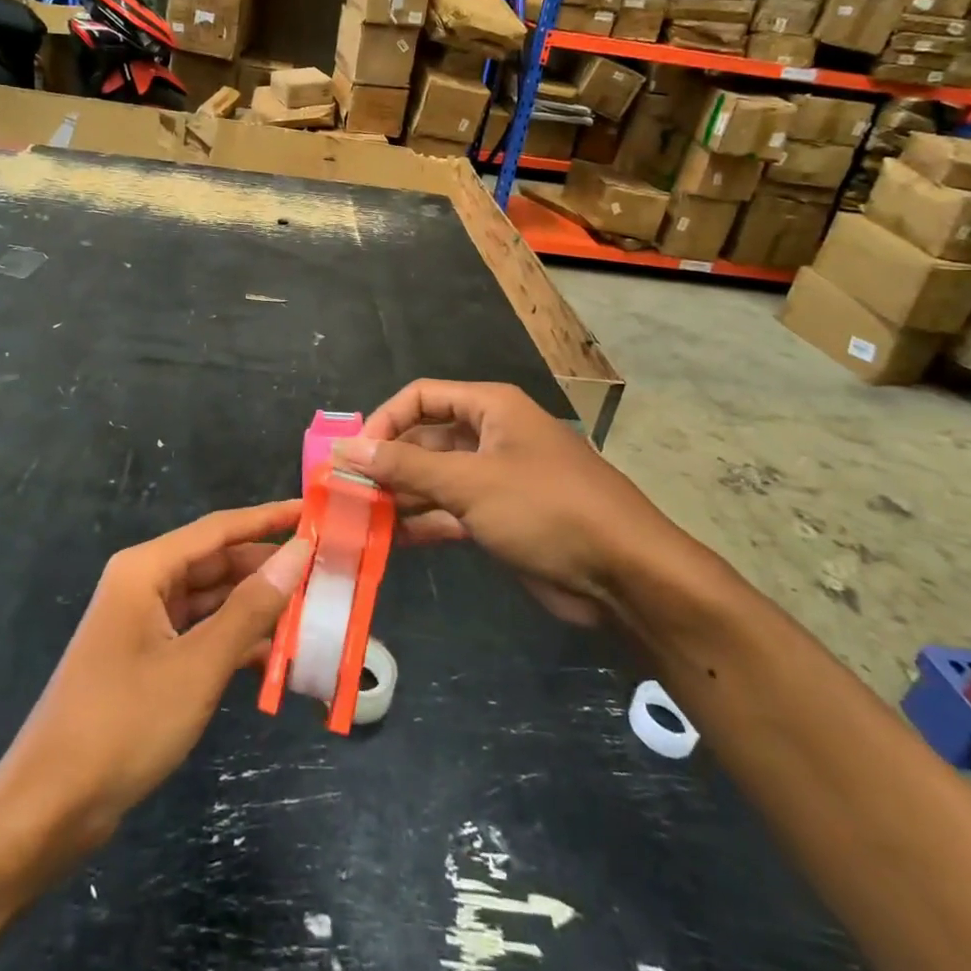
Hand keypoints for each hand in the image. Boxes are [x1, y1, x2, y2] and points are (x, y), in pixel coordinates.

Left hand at [0, 501, 312, 867]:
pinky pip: (201, 635)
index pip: (219, 529)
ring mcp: (144, 624)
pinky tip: (276, 658)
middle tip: (325, 573)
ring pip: (212, 602)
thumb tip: (298, 553)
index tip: (315, 513)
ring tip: (312, 613)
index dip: (269, 519)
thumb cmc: (123, 723)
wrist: (48, 809)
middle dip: (268, 569)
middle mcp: (145, 585)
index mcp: (146, 569)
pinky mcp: (148, 661)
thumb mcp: (198, 665)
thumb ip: (251, 608)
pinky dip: (235, 643)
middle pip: (217, 564)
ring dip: (257, 610)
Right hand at [336, 380, 707, 630]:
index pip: (422, 397)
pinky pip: (451, 511)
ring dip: (401, 496)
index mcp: (490, 408)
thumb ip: (405, 464)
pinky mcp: (501, 518)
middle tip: (347, 492)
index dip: (385, 420)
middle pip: (425, 438)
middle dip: (388, 463)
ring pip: (435, 478)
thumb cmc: (545, 507)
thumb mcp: (469, 480)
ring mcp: (496, 479)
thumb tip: (346, 447)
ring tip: (359, 519)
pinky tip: (390, 541)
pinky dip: (423, 523)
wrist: (624, 574)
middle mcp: (491, 435)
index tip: (354, 455)